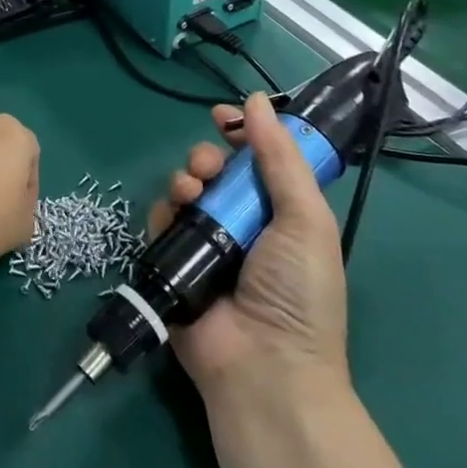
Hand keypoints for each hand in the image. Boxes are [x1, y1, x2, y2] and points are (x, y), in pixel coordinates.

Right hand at [148, 95, 348, 399]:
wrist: (263, 366)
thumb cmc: (296, 292)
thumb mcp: (305, 219)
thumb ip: (280, 158)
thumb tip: (256, 101)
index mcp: (281, 215)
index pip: (258, 161)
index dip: (242, 134)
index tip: (223, 117)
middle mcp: (242, 225)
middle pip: (216, 171)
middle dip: (206, 158)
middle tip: (208, 167)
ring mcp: (206, 244)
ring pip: (185, 191)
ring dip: (184, 181)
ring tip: (191, 194)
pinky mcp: (173, 261)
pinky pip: (161, 222)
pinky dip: (164, 212)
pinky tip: (174, 217)